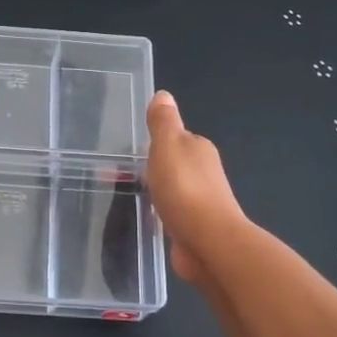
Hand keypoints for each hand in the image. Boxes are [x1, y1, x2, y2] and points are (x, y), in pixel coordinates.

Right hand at [145, 90, 246, 285]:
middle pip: (177, 165)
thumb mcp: (167, 145)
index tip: (135, 152)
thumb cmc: (184, 188)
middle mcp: (205, 173)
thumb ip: (163, 122)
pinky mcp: (196, 228)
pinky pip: (175, 214)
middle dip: (157, 169)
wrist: (208, 242)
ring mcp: (203, 202)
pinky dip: (164, 214)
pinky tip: (151, 220)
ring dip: (161, 192)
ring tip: (135, 197)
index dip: (157, 143)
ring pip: (176, 191)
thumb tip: (163, 94)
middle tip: (128, 174)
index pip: (177, 139)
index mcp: (199, 149)